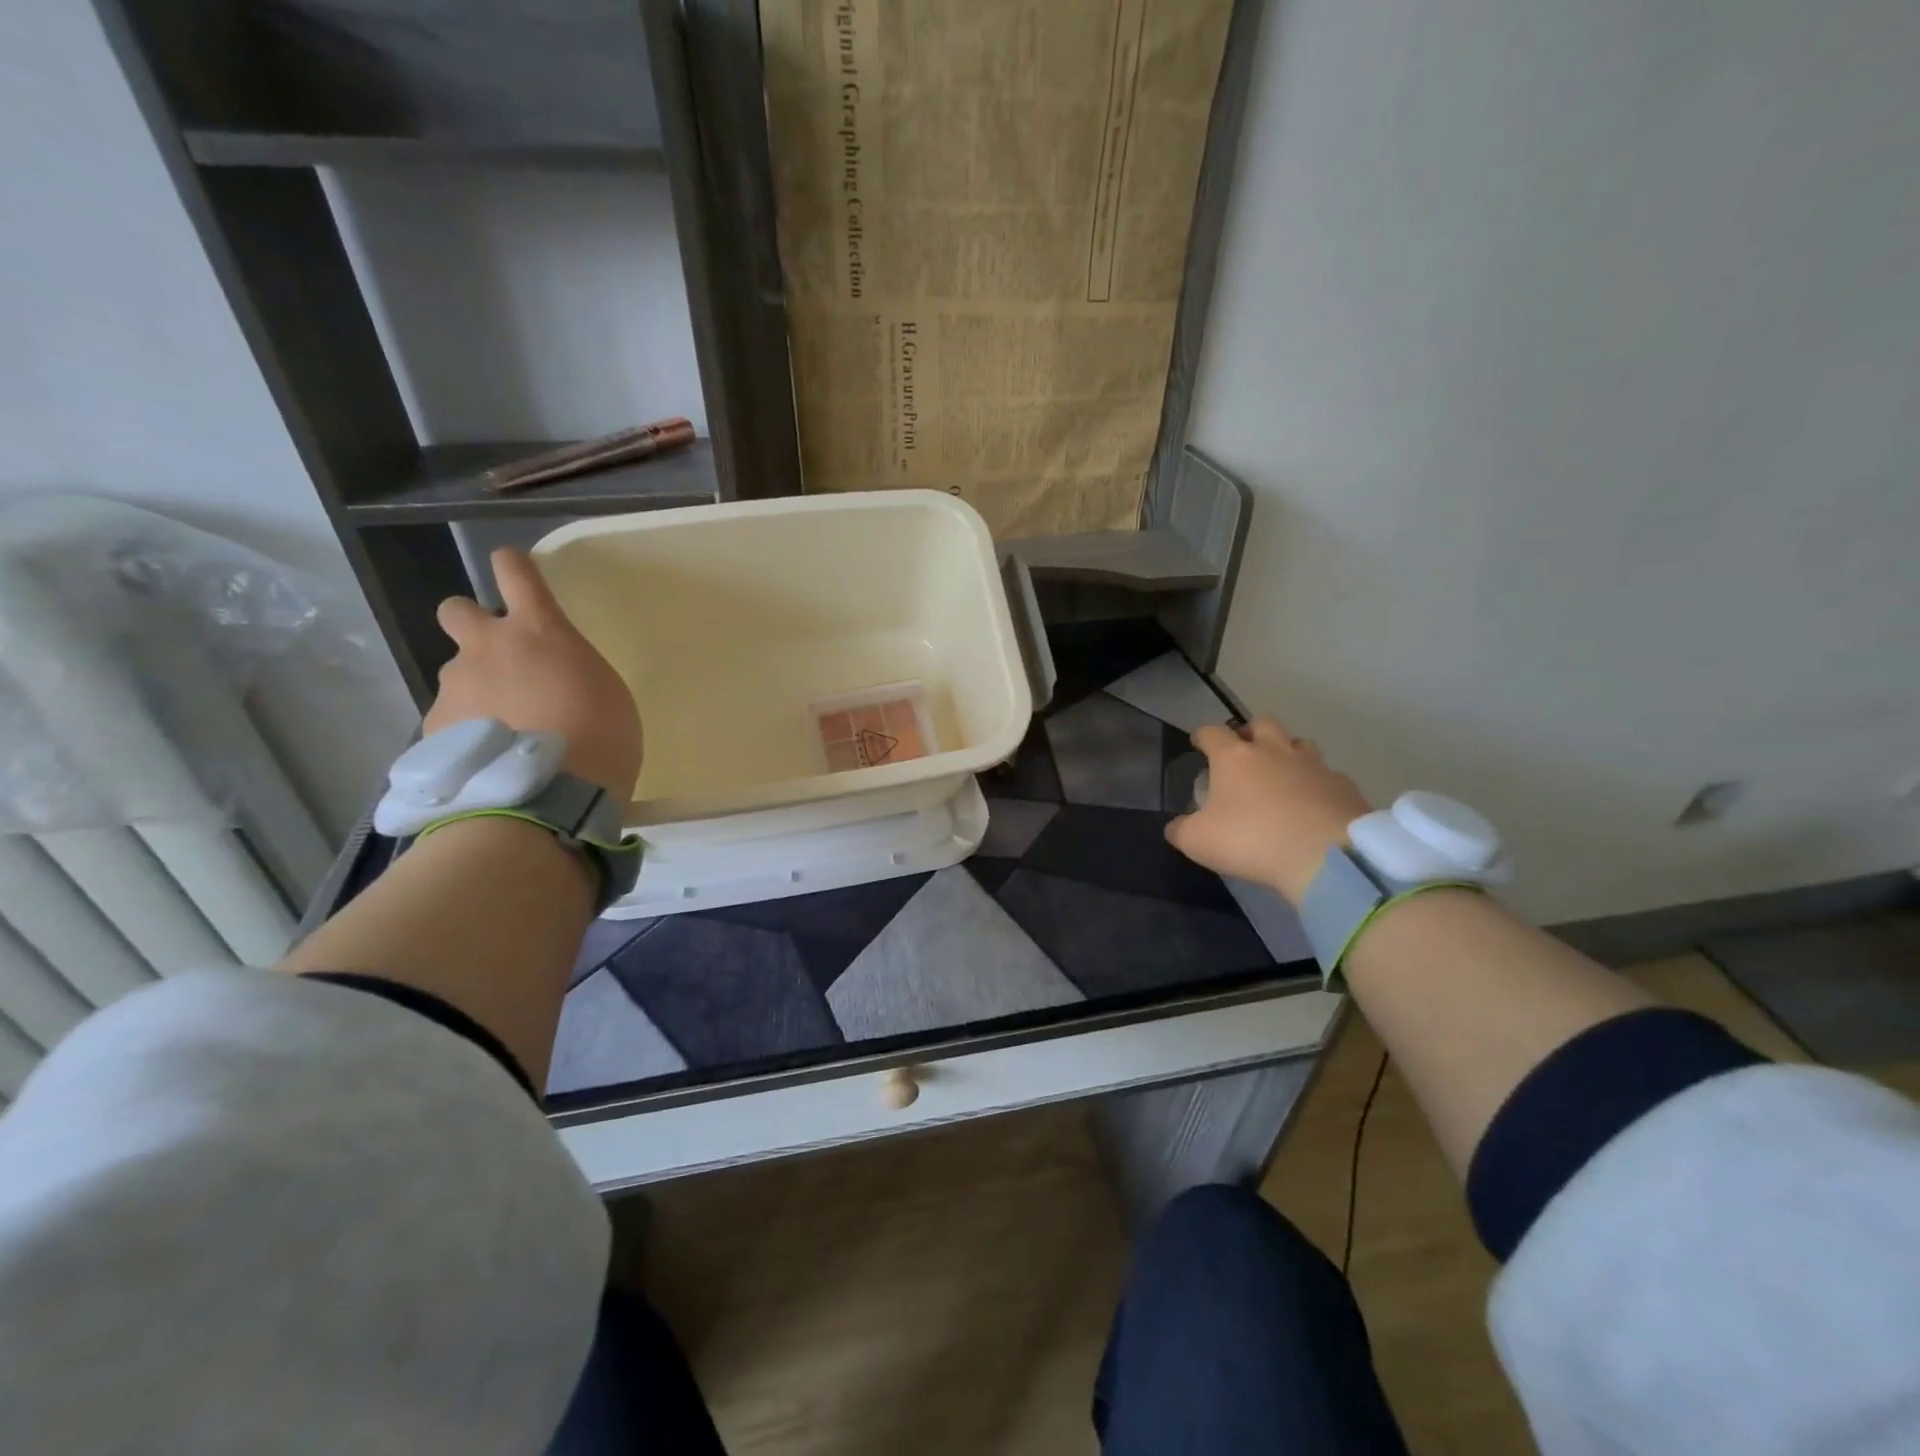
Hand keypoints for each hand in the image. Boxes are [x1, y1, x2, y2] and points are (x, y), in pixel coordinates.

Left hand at [425, 549, 641, 800]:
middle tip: (501, 661)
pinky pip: (450, 720)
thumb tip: (549, 680)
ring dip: (477, 691)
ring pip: (457, 674)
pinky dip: (467, 734)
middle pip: (456, 609)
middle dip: (473, 625)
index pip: (515, 570)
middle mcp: (486, 648)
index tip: (518, 573)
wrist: (546, 800)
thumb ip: (571, 672)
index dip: (514, 567)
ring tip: (502, 734)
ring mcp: (455, 687)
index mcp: (538, 632)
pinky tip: (489, 762)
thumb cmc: (601, 741)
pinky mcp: (434, 729)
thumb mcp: (607, 695)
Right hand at [1165, 719, 1371, 904]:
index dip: (1202, 736)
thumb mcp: (1198, 842)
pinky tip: (1311, 804)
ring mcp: (1313, 764)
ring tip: (1280, 775)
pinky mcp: (1344, 785)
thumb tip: (1176, 826)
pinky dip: (1315, 783)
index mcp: (1234, 757)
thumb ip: (1181, 830)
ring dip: (1286, 752)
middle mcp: (1274, 750)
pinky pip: (1326, 775)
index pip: (1211, 732)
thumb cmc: (1251, 841)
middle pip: (1261, 724)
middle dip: (1250, 734)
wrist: (1327, 857)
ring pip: (1298, 743)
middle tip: (1244, 754)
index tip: (1198, 744)